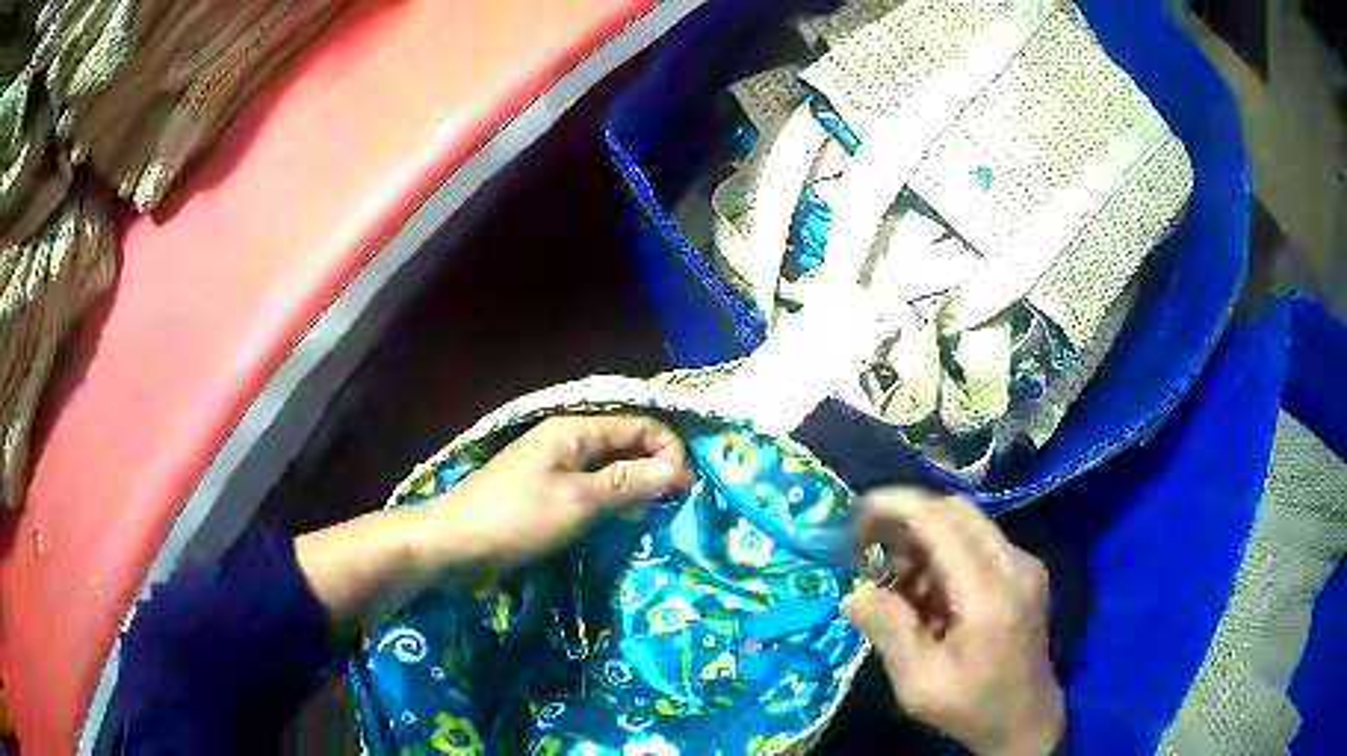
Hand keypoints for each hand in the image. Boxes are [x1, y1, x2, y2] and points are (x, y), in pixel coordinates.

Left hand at [297, 414, 693, 638]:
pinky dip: (612, 501)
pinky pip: (592, 489)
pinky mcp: (547, 492)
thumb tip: (680, 471)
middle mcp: (568, 440)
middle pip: (628, 444)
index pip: (643, 426)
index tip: (686, 492)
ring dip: (636, 488)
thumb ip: (631, 482)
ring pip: (611, 468)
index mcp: (576, 430)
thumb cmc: (516, 519)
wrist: (452, 544)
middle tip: (675, 509)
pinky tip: (621, 524)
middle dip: (656, 470)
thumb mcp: (579, 501)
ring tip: (654, 518)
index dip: (670, 453)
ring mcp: (555, 466)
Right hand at [843, 489, 1063, 755]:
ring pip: (968, 523)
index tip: (855, 518)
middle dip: (907, 517)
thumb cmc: (971, 706)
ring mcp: (1024, 565)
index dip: (895, 508)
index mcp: (990, 592)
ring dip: (925, 538)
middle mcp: (1014, 564)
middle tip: (868, 543)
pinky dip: (945, 553)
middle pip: (956, 511)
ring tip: (895, 579)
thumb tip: (853, 594)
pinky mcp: (1024, 572)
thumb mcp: (919, 682)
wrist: (1025, 719)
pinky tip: (925, 591)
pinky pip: (979, 542)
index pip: (941, 522)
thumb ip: (888, 631)